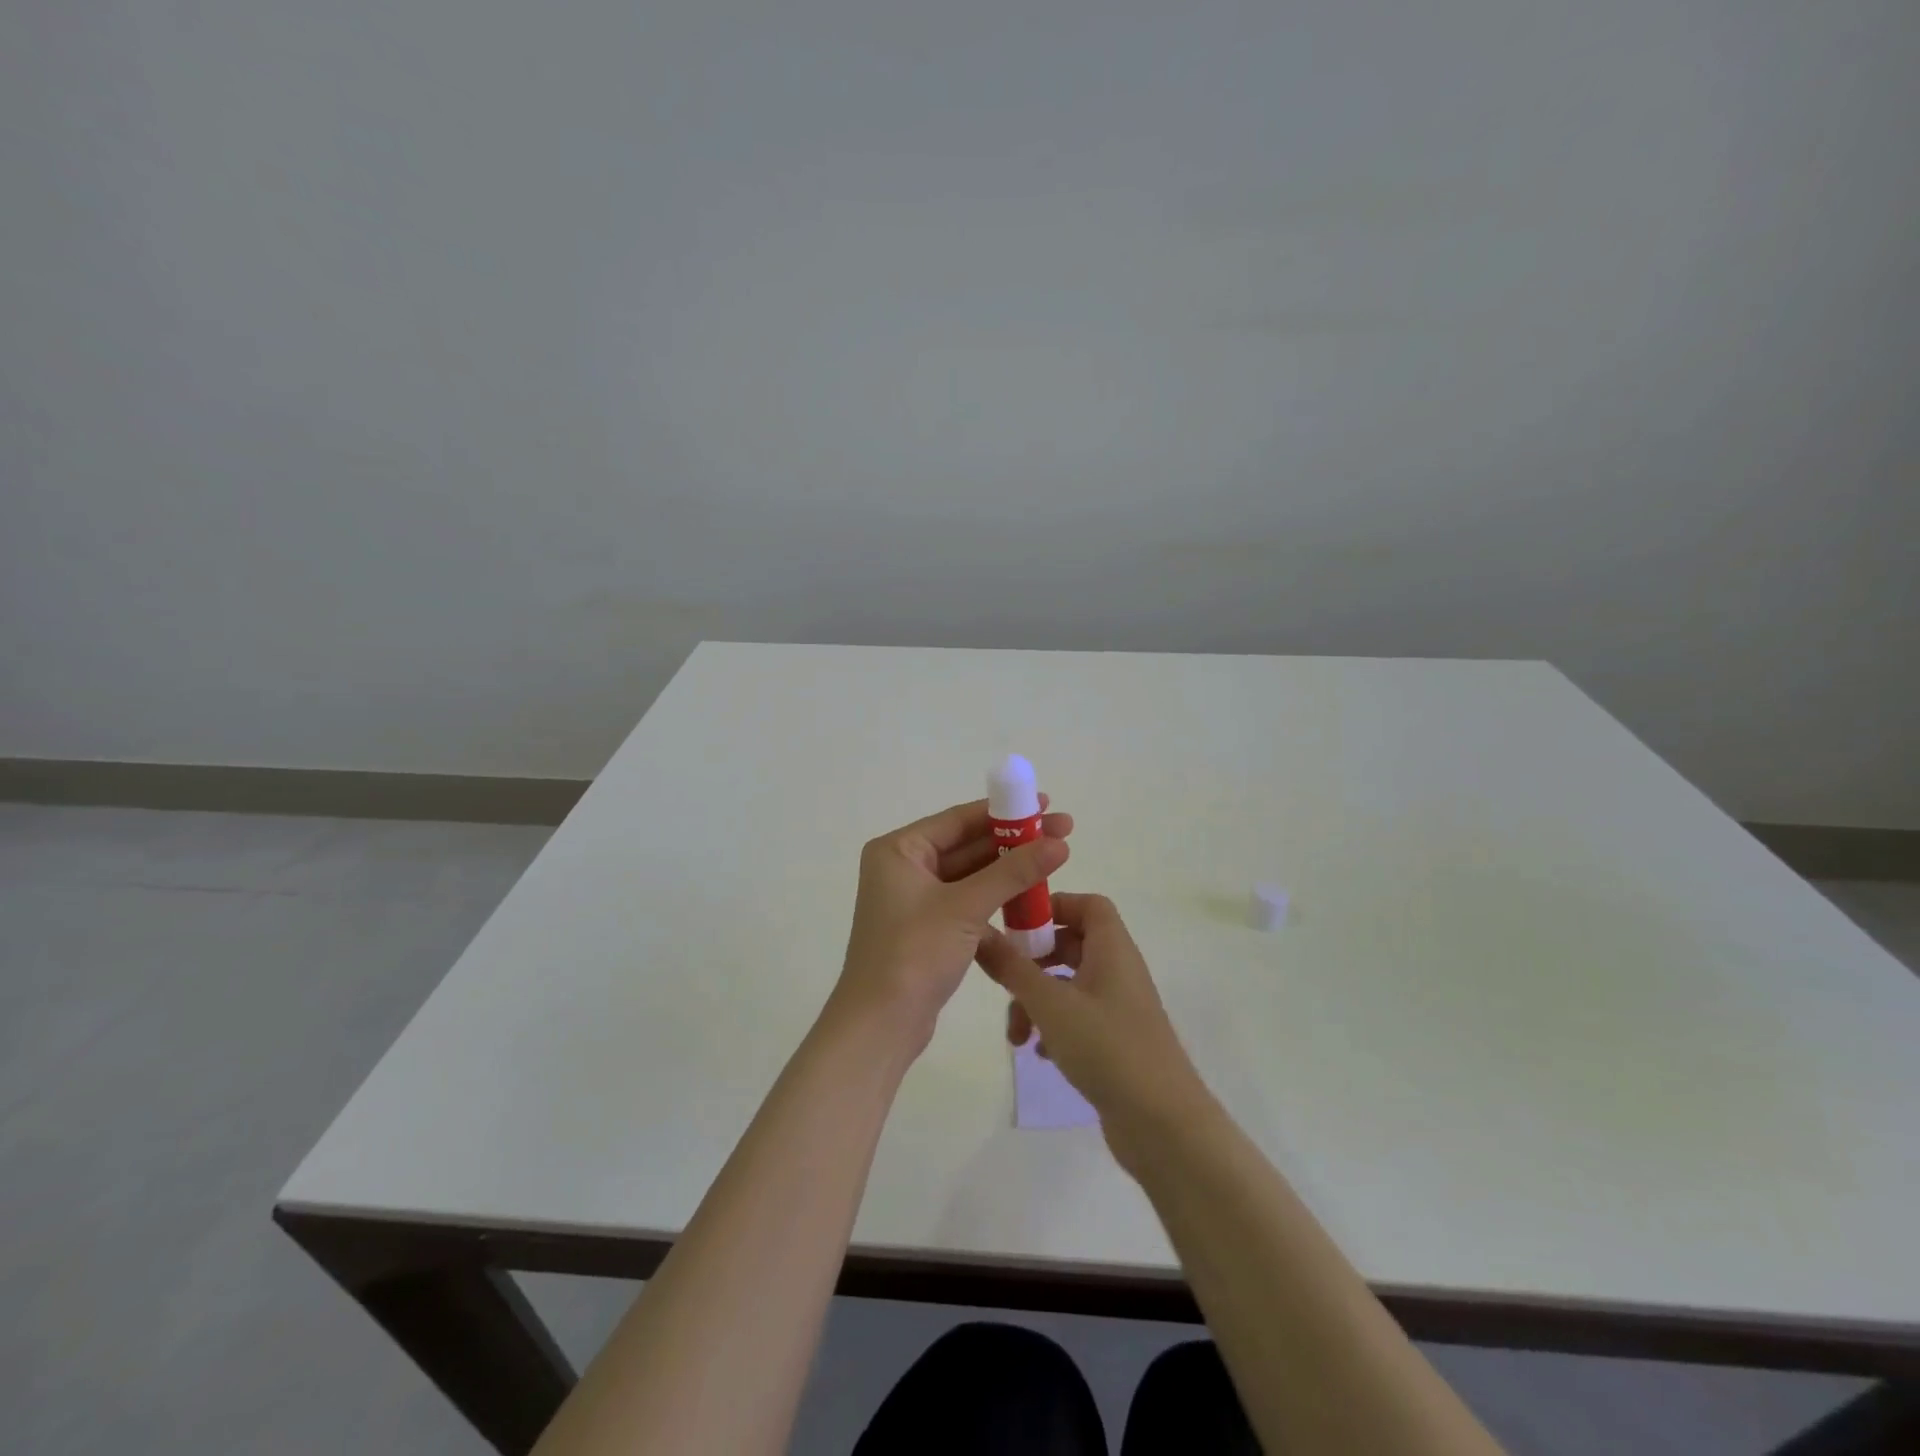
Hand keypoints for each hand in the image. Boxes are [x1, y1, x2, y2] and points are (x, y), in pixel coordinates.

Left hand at [831, 797, 1071, 1058]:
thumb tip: (1060, 842)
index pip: (959, 820)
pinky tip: (1030, 896)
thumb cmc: (913, 953)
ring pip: (970, 875)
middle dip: (1013, 841)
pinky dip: (995, 898)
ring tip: (1054, 861)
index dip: (1005, 811)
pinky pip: (967, 901)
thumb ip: (1013, 872)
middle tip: (1062, 832)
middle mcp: (903, 867)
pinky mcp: (927, 927)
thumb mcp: (966, 907)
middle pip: (967, 845)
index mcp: (899, 850)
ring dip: (1008, 870)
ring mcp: (914, 899)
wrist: (880, 1026)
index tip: (1045, 804)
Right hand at [974, 893, 1211, 1162]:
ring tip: (1017, 1036)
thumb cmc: (1107, 1048)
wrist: (1163, 1124)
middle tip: (1005, 980)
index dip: (1053, 906)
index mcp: (1112, 948)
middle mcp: (1119, 970)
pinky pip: (1078, 1017)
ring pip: (1069, 985)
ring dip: (1037, 1001)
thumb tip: (979, 932)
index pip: (1088, 904)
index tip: (1017, 926)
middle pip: (1072, 944)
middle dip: (1033, 962)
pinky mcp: (1117, 1040)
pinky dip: (1054, 1027)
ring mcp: (1119, 1006)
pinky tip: (1040, 1053)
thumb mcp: (1050, 1004)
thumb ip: (1012, 967)